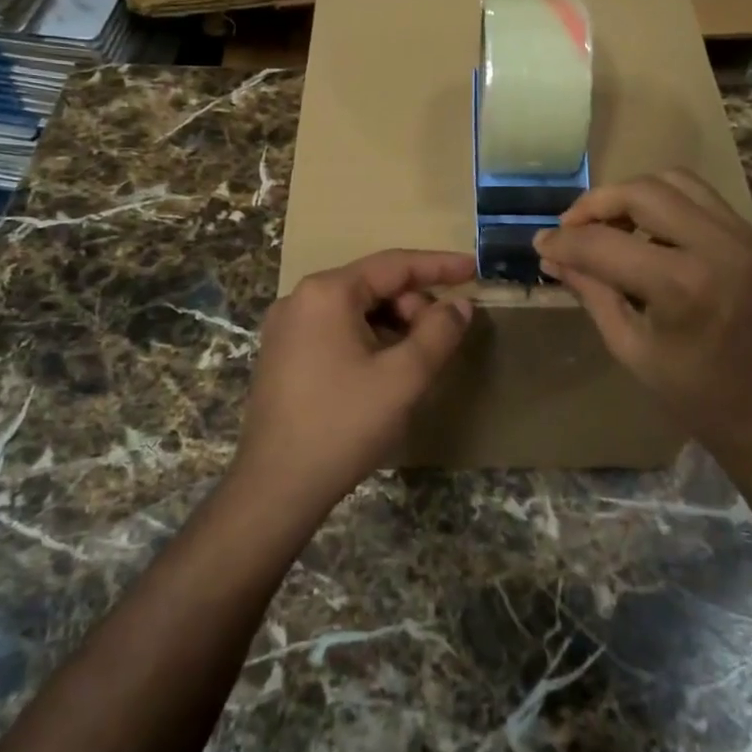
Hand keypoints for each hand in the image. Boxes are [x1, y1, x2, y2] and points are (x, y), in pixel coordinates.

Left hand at [233, 249, 475, 516]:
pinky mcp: (282, 355)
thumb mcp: (404, 377)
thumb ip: (439, 332)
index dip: (438, 265)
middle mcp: (300, 299)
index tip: (473, 269)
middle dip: (413, 306)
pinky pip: (335, 330)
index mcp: (327, 292)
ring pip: (355, 310)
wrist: (277, 486)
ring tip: (414, 361)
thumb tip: (459, 307)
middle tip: (440, 339)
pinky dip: (368, 339)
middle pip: (373, 286)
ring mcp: (286, 328)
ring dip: (392, 326)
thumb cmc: (344, 424)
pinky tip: (383, 371)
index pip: (394, 265)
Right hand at [534, 170, 751, 468]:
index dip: (563, 241)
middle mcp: (718, 246)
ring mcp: (744, 237)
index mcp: (682, 286)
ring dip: (632, 194)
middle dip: (595, 204)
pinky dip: (664, 203)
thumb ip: (592, 292)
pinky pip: (701, 197)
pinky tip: (646, 233)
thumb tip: (552, 256)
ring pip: (675, 180)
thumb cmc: (698, 398)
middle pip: (642, 191)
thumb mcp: (631, 348)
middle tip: (570, 229)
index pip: (604, 243)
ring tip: (608, 225)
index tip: (539, 244)